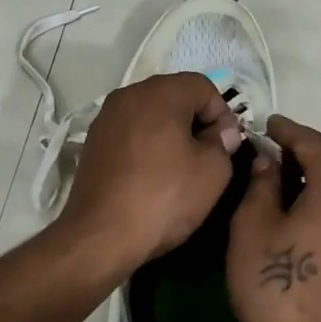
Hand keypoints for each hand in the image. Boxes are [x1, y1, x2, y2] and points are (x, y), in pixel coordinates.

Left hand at [54, 72, 243, 282]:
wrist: (102, 235)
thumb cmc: (165, 198)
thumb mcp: (213, 171)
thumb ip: (223, 142)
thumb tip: (221, 132)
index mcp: (159, 93)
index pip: (202, 85)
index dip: (222, 113)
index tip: (227, 145)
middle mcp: (128, 95)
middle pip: (174, 95)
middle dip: (196, 119)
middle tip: (209, 154)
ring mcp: (106, 118)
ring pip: (150, 113)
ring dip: (170, 131)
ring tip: (181, 165)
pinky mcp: (93, 141)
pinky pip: (130, 131)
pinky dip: (147, 143)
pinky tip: (153, 174)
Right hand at [227, 115, 320, 321]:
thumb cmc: (275, 285)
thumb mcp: (252, 228)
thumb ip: (260, 184)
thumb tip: (268, 162)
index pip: (313, 142)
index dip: (287, 130)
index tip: (268, 124)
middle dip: (316, 149)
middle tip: (283, 160)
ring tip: (299, 188)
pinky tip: (318, 218)